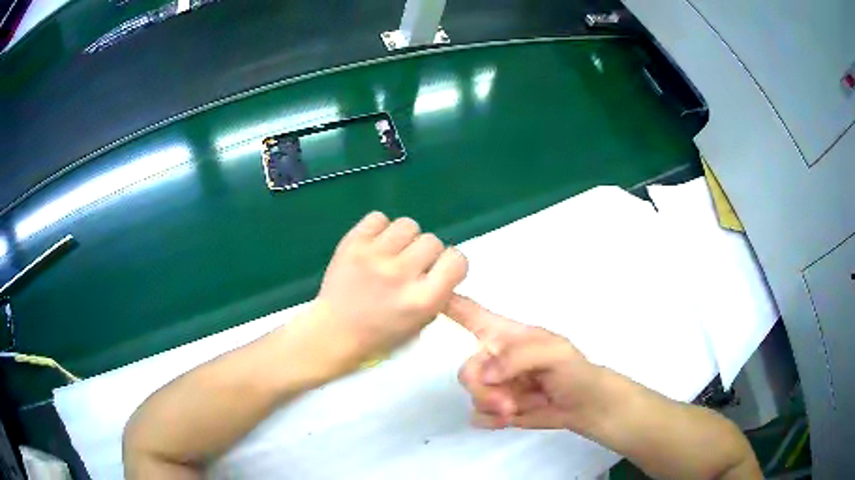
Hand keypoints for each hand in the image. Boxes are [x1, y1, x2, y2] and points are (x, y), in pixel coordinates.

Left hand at [293, 212, 467, 373]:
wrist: (334, 332)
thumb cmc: (381, 335)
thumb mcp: (421, 323)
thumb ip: (440, 294)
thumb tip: (448, 267)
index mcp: (423, 300)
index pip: (457, 260)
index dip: (450, 264)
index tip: (438, 271)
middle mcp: (401, 275)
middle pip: (432, 241)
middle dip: (424, 254)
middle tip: (409, 269)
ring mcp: (374, 256)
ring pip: (408, 225)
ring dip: (403, 239)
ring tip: (390, 255)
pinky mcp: (352, 244)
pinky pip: (379, 218)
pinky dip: (379, 230)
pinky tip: (374, 248)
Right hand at [445, 294, 606, 431]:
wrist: (584, 405)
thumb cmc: (574, 370)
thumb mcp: (554, 353)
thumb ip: (518, 357)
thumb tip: (484, 374)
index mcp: (504, 334)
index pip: (468, 312)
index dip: (444, 303)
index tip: (419, 297)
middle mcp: (493, 356)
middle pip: (466, 367)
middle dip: (483, 389)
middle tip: (507, 403)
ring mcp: (492, 383)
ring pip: (470, 393)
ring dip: (490, 405)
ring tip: (516, 409)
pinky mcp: (494, 407)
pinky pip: (476, 413)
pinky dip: (490, 420)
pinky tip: (509, 419)